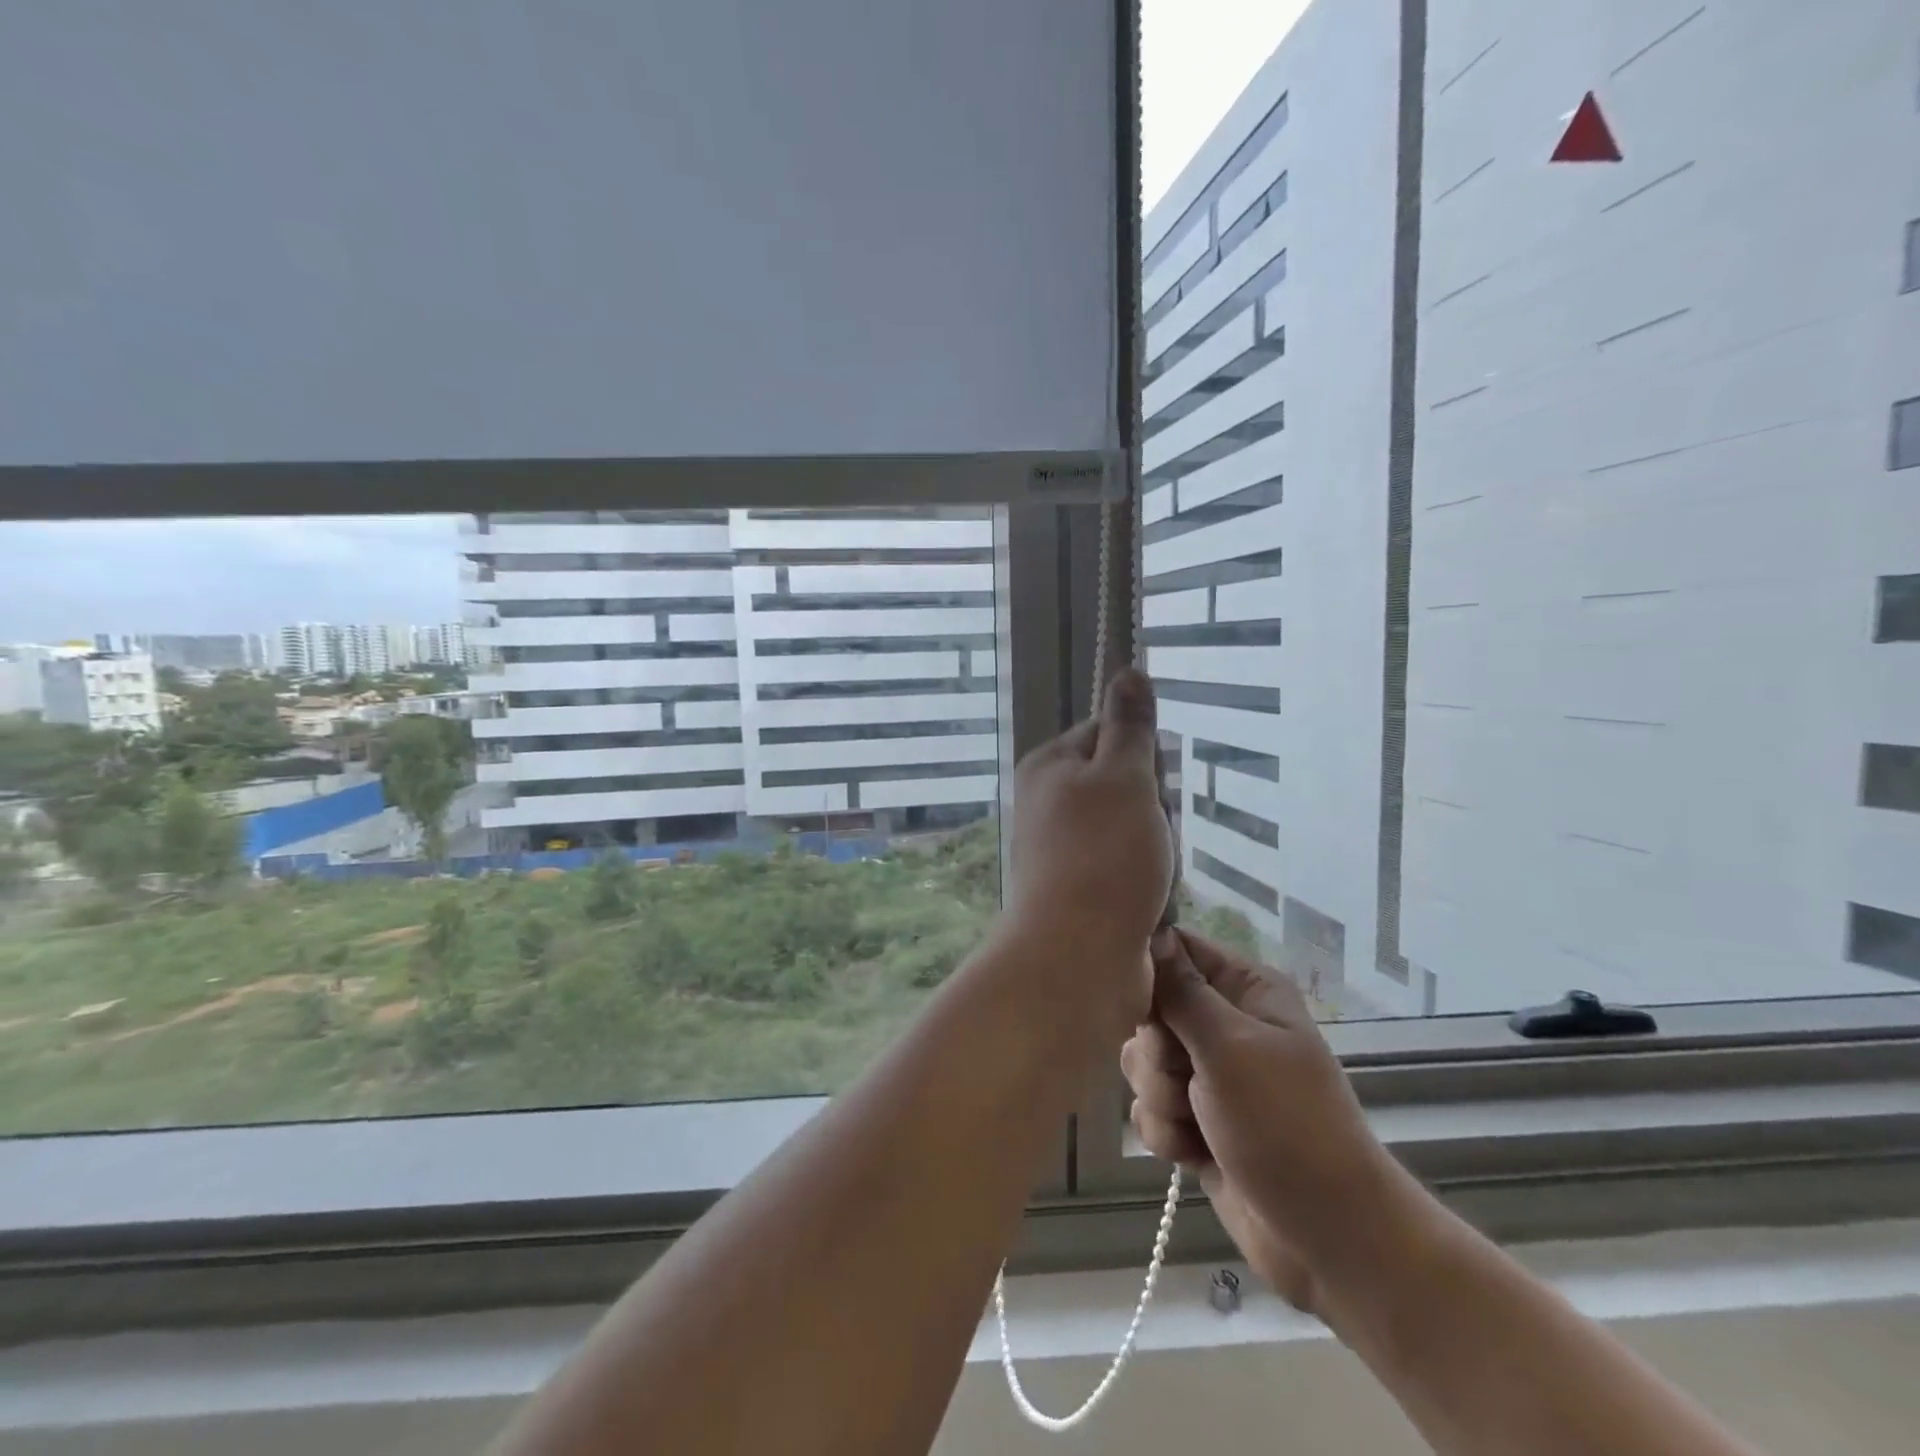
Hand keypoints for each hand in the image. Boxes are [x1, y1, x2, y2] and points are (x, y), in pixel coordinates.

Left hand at [1001, 668, 1173, 1032]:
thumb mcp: (1123, 777)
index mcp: (1049, 766)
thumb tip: (1128, 669)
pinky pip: (1127, 869)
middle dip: (1152, 808)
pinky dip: (1146, 881)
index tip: (1149, 785)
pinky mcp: (1080, 890)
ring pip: (1132, 829)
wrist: (1077, 957)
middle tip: (1152, 835)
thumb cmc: (1102, 856)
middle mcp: (1048, 803)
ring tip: (1153, 873)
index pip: (1107, 732)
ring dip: (1154, 848)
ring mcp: (1062, 850)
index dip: (1141, 755)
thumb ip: (1129, 726)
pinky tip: (1150, 900)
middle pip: (1123, 783)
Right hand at [1121, 929, 1418, 1312]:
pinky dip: (1165, 1133)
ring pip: (1143, 1062)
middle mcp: (1224, 1023)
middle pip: (1149, 1009)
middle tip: (1187, 1077)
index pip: (1176, 948)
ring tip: (1196, 1123)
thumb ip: (1180, 991)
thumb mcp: (1230, 1047)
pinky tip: (1193, 1154)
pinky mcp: (1194, 1120)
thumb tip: (1151, 930)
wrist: (1327, 1239)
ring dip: (1160, 1097)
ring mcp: (1208, 1074)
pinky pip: (1149, 1108)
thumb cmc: (1287, 1126)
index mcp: (1244, 988)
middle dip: (1156, 1051)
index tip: (1138, 1000)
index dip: (1147, 969)